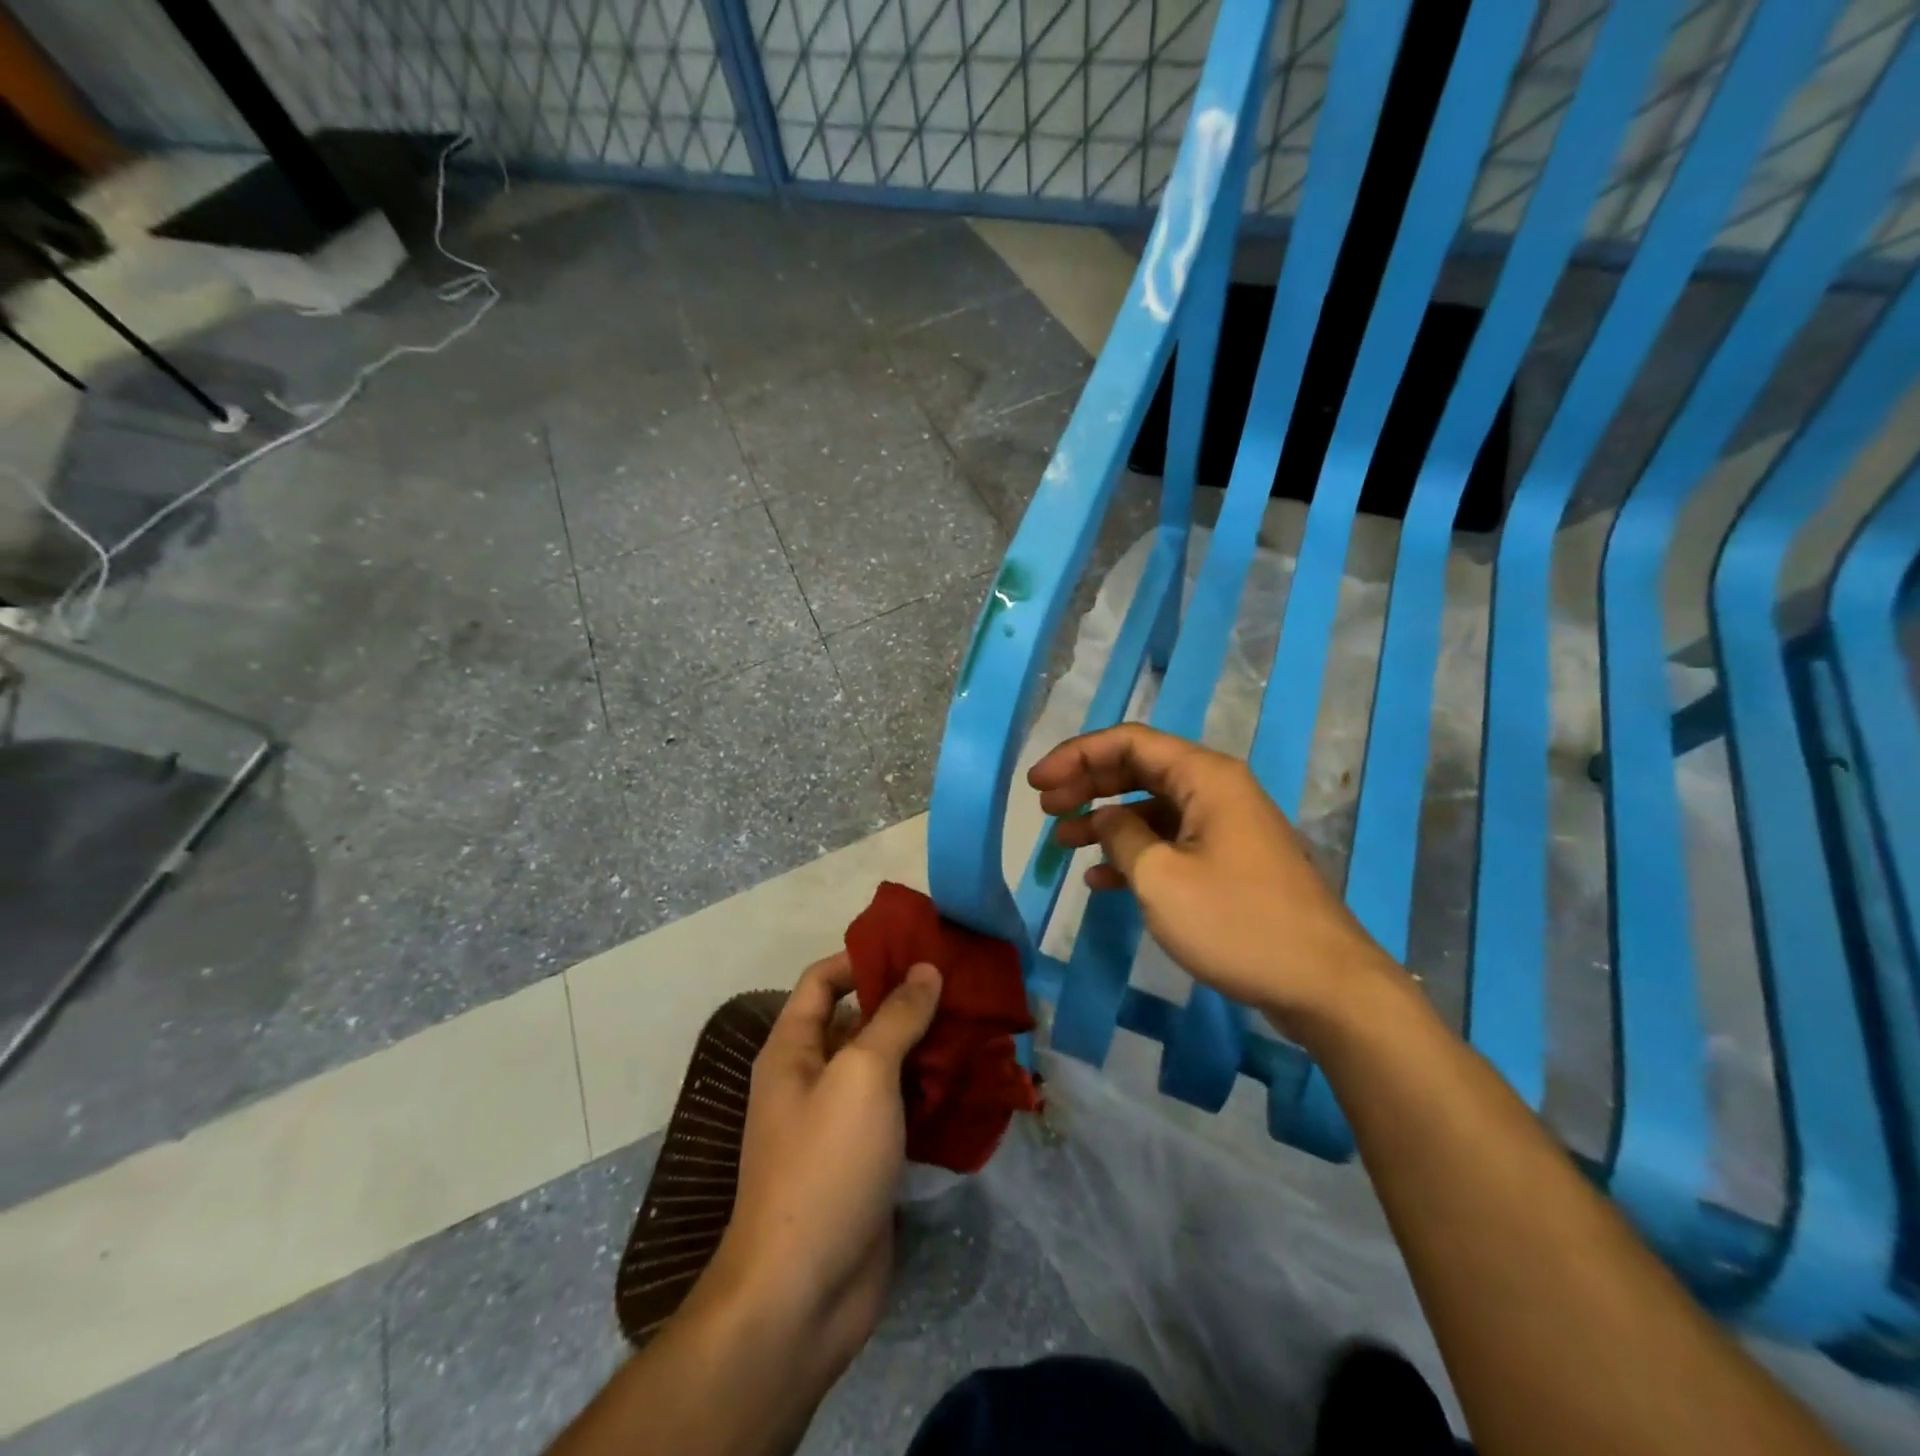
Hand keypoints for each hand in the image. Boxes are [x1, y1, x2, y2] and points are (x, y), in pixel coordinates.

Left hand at [696, 951, 942, 1391]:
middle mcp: (811, 1077)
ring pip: (886, 1066)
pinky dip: (930, 1093)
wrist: (803, 1294)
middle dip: (907, 1002)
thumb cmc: (825, 1163)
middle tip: (964, 985)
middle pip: (860, 1021)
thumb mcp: (862, 1075)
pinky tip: (972, 1083)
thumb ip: (895, 1017)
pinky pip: (900, 1109)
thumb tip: (925, 969)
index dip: (864, 957)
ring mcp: (839, 1122)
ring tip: (978, 1026)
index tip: (917, 947)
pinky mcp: (867, 1159)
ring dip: (926, 1048)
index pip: (824, 979)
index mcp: (793, 1048)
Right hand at [1028, 724, 1394, 1035]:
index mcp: (1205, 777)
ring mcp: (1224, 827)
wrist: (1323, 984)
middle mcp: (1216, 790)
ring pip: (1150, 808)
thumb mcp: (1161, 878)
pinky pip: (1169, 842)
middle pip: (1138, 769)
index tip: (1036, 783)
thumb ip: (1121, 836)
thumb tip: (1106, 818)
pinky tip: (1099, 877)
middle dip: (1087, 784)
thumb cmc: (1237, 922)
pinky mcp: (1228, 862)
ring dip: (1104, 820)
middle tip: (1044, 807)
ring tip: (1061, 840)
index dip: (1076, 755)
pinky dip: (1132, 853)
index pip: (1129, 742)